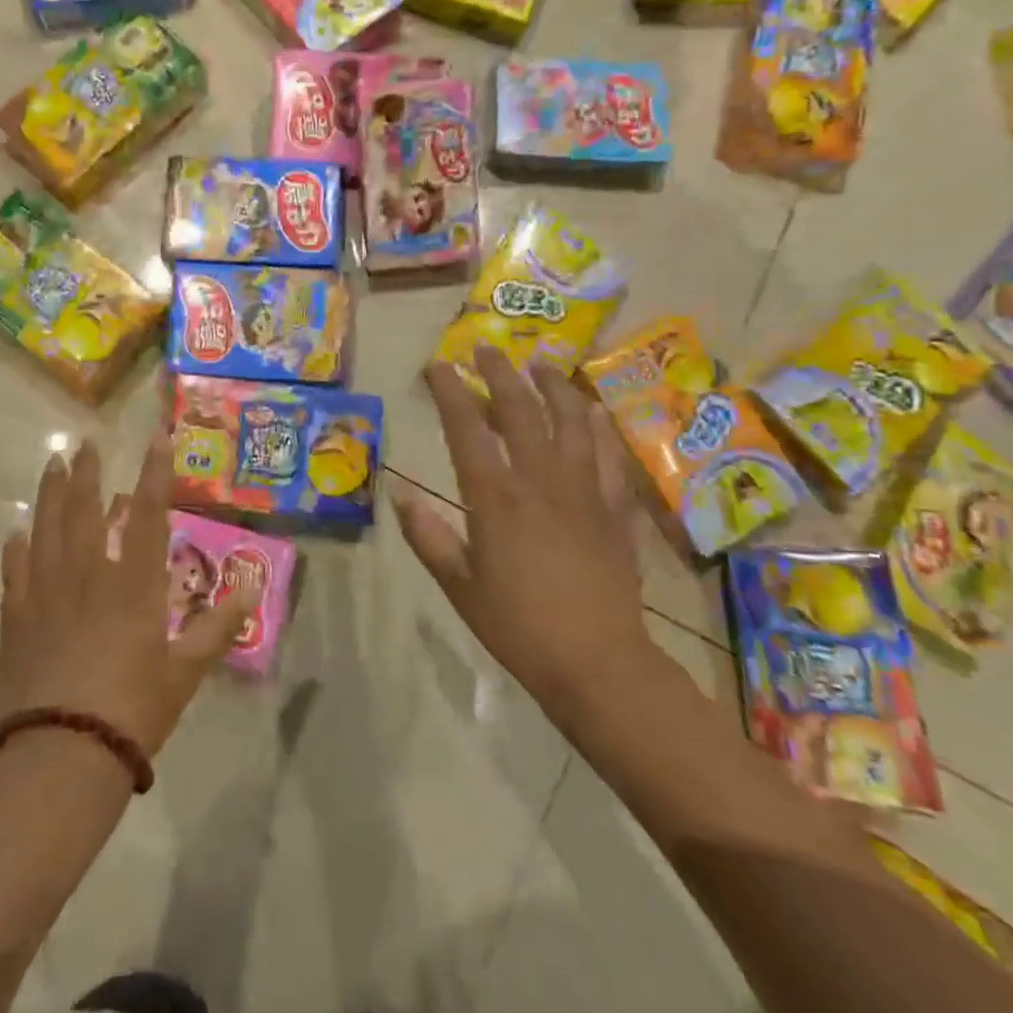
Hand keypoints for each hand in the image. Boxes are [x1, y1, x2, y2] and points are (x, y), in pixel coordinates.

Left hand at [0, 432, 250, 758]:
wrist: (62, 758)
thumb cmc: (132, 712)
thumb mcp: (185, 673)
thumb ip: (216, 629)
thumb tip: (250, 592)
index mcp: (133, 586)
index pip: (147, 514)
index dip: (155, 472)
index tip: (156, 436)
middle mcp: (88, 577)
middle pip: (85, 511)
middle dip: (88, 473)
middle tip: (85, 441)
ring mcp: (47, 595)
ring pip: (47, 530)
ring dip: (51, 495)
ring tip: (52, 464)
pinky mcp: (18, 620)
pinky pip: (15, 572)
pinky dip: (16, 549)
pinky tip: (16, 533)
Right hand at [394, 348, 655, 718]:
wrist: (598, 662)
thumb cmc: (518, 626)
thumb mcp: (458, 585)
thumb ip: (426, 536)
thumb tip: (398, 494)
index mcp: (495, 497)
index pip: (467, 428)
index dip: (450, 392)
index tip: (438, 366)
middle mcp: (539, 479)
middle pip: (519, 409)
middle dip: (499, 373)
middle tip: (484, 350)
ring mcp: (583, 489)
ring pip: (570, 420)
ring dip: (552, 386)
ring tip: (539, 364)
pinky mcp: (614, 507)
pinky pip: (608, 453)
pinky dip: (597, 425)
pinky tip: (591, 410)